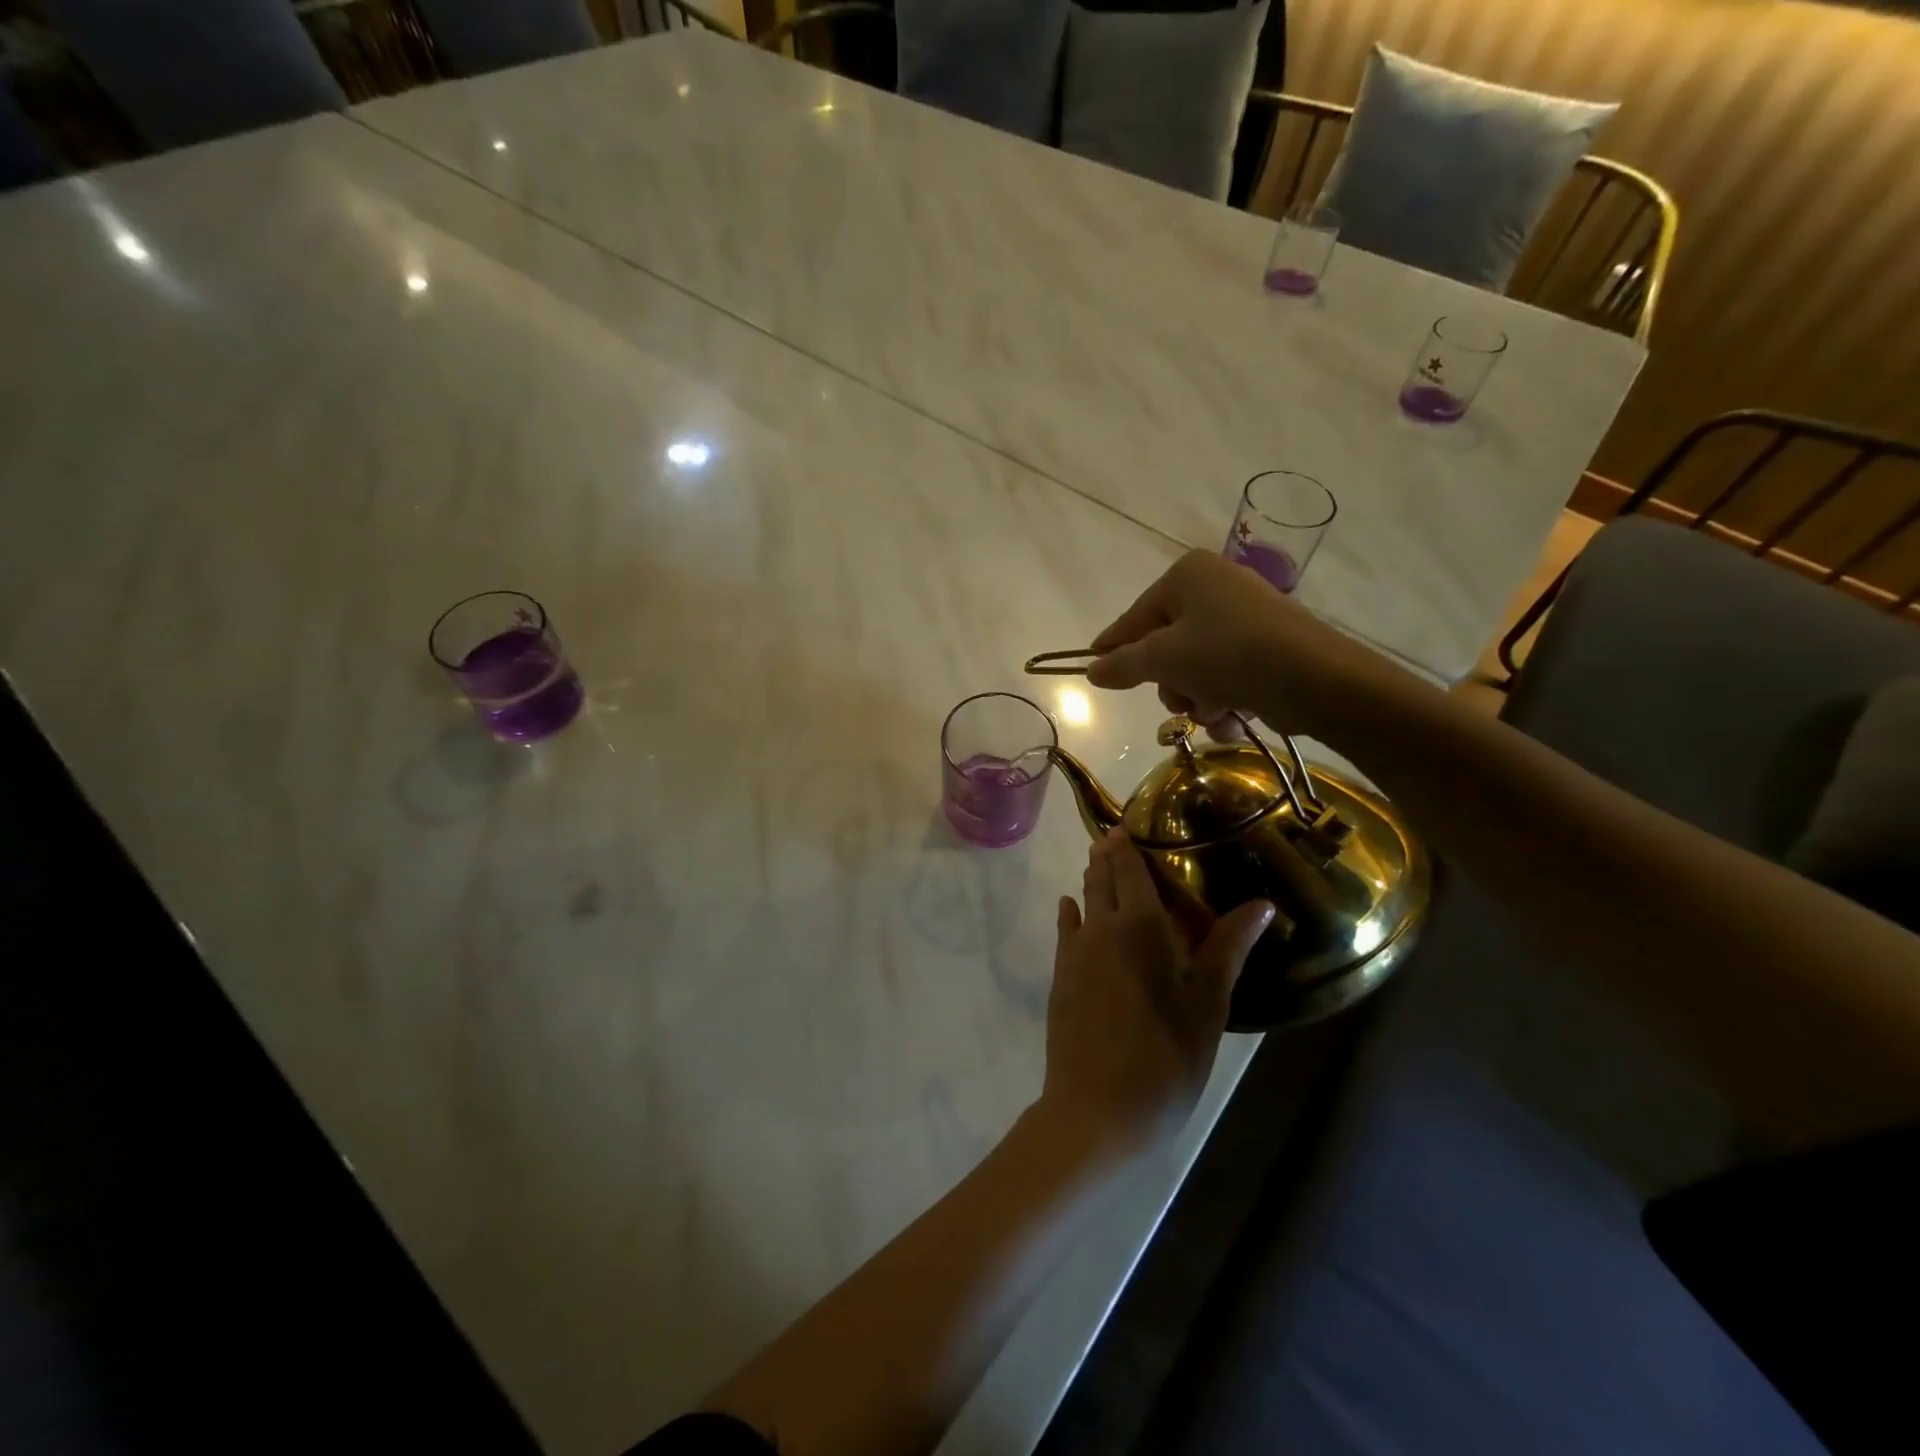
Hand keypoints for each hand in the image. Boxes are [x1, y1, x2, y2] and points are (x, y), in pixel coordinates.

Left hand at [1042, 829, 1274, 1153]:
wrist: (1096, 1111)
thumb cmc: (1164, 1058)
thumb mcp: (1207, 1005)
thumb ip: (1228, 948)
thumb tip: (1262, 903)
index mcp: (1140, 926)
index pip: (1131, 870)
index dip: (1128, 844)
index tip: (1130, 821)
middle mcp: (1100, 928)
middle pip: (1102, 879)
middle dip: (1108, 855)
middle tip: (1116, 835)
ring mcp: (1074, 953)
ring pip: (1082, 901)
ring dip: (1091, 881)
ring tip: (1099, 863)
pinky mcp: (1060, 978)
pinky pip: (1067, 931)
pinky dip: (1072, 913)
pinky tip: (1072, 908)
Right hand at [1085, 549, 1379, 738]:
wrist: (1317, 679)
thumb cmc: (1229, 654)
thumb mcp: (1164, 659)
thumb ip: (1123, 664)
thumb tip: (1092, 670)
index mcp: (1187, 575)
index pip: (1135, 616)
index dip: (1113, 646)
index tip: (1092, 668)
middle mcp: (1215, 587)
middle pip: (1165, 644)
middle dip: (1170, 682)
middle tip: (1179, 699)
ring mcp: (1244, 616)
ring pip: (1195, 666)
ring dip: (1196, 698)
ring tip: (1212, 711)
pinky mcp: (1267, 646)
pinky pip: (1225, 674)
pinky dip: (1222, 700)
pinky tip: (1231, 719)